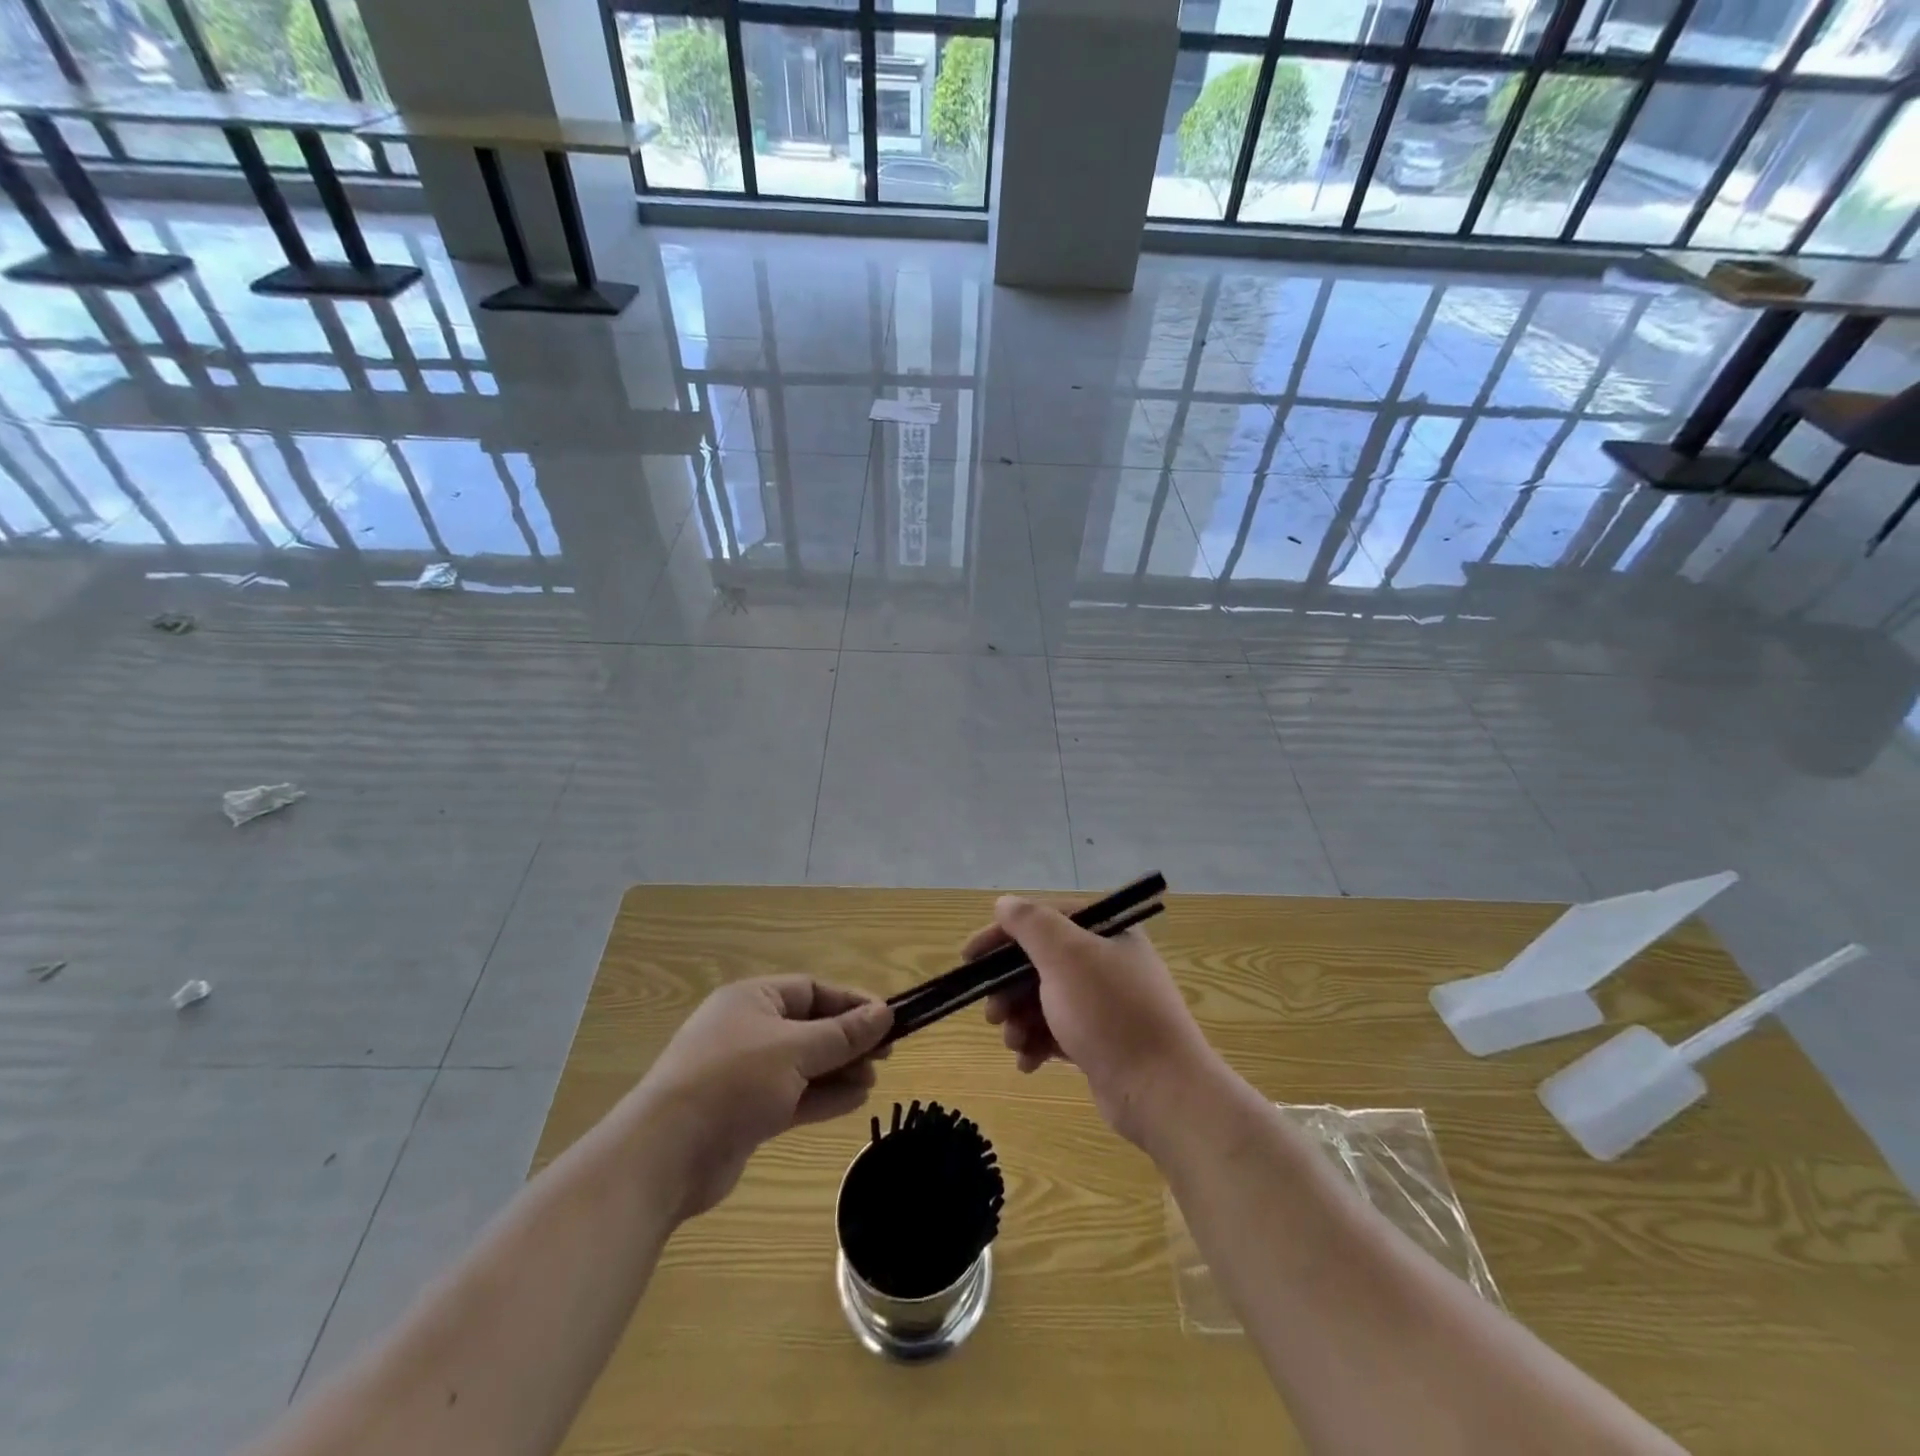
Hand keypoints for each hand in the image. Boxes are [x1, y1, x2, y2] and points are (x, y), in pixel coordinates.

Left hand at [633, 977, 891, 1221]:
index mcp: (752, 999)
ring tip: (874, 1079)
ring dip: (840, 1070)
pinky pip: (794, 1096)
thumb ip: (843, 1034)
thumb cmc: (732, 1082)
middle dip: (848, 1039)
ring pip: (804, 1064)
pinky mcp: (747, 1113)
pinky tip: (856, 1101)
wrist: (664, 1156)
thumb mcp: (795, 1050)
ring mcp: (746, 1074)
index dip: (851, 1002)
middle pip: (810, 1027)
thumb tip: (885, 1013)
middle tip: (887, 1053)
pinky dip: (823, 1097)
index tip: (889, 1018)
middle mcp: (749, 1030)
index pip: (812, 990)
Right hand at [971, 896, 1217, 1146]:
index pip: (1044, 920)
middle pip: (1040, 963)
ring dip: (1020, 1019)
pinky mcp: (1102, 1041)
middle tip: (992, 1014)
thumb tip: (1004, 903)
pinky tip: (1028, 1062)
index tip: (968, 958)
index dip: (1002, 935)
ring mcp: (1106, 1004)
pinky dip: (1038, 1043)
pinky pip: (1057, 1031)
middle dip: (1009, 988)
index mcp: (1106, 932)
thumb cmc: (1109, 1013)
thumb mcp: (1066, 957)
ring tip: (1014, 1042)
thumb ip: (1031, 924)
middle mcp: (1107, 961)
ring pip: (1045, 999)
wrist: (1161, 1091)